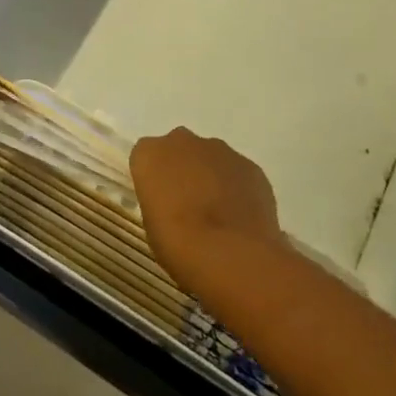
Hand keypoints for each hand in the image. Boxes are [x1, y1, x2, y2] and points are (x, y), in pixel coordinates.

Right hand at [130, 127, 282, 289]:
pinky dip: (237, 188)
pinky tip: (240, 217)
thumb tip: (175, 203)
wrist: (229, 254)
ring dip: (211, 177)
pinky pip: (238, 173)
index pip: (145, 157)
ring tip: (218, 215)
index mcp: (149, 154)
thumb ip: (160, 201)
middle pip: (178, 150)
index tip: (159, 201)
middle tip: (187, 205)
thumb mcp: (151, 224)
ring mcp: (220, 150)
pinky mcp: (250, 166)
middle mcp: (182, 141)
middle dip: (182, 170)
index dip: (153, 179)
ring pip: (210, 159)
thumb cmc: (177, 242)